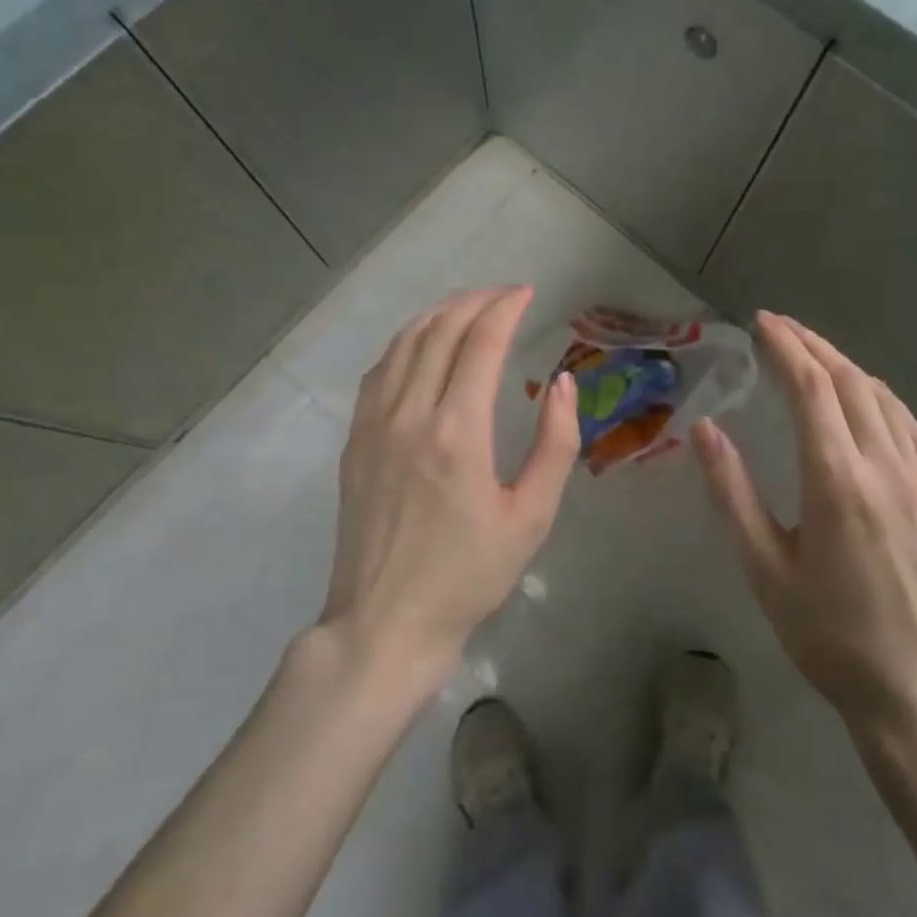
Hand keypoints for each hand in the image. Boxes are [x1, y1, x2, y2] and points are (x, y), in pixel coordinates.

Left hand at [320, 287, 580, 688]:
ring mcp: (373, 424)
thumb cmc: (468, 576)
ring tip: (468, 307)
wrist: (385, 622)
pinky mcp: (354, 439)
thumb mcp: (531, 517)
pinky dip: (406, 342)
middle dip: (475, 301)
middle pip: (440, 331)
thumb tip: (562, 383)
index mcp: (457, 432)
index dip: (505, 308)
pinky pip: (379, 370)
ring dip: (439, 314)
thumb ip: (555, 444)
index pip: (481, 343)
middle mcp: (410, 414)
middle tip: (504, 295)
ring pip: (404, 343)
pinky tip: (422, 343)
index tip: (527, 293)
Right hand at [692, 312, 916, 765]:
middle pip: (849, 382)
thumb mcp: (764, 568)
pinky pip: (913, 430)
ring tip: (815, 354)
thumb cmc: (829, 636)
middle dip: (813, 346)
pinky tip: (869, 399)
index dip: (786, 347)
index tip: (763, 321)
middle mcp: (885, 467)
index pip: (811, 388)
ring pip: (885, 400)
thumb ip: (731, 492)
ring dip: (847, 367)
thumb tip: (705, 429)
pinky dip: (883, 399)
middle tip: (781, 326)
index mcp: (836, 479)